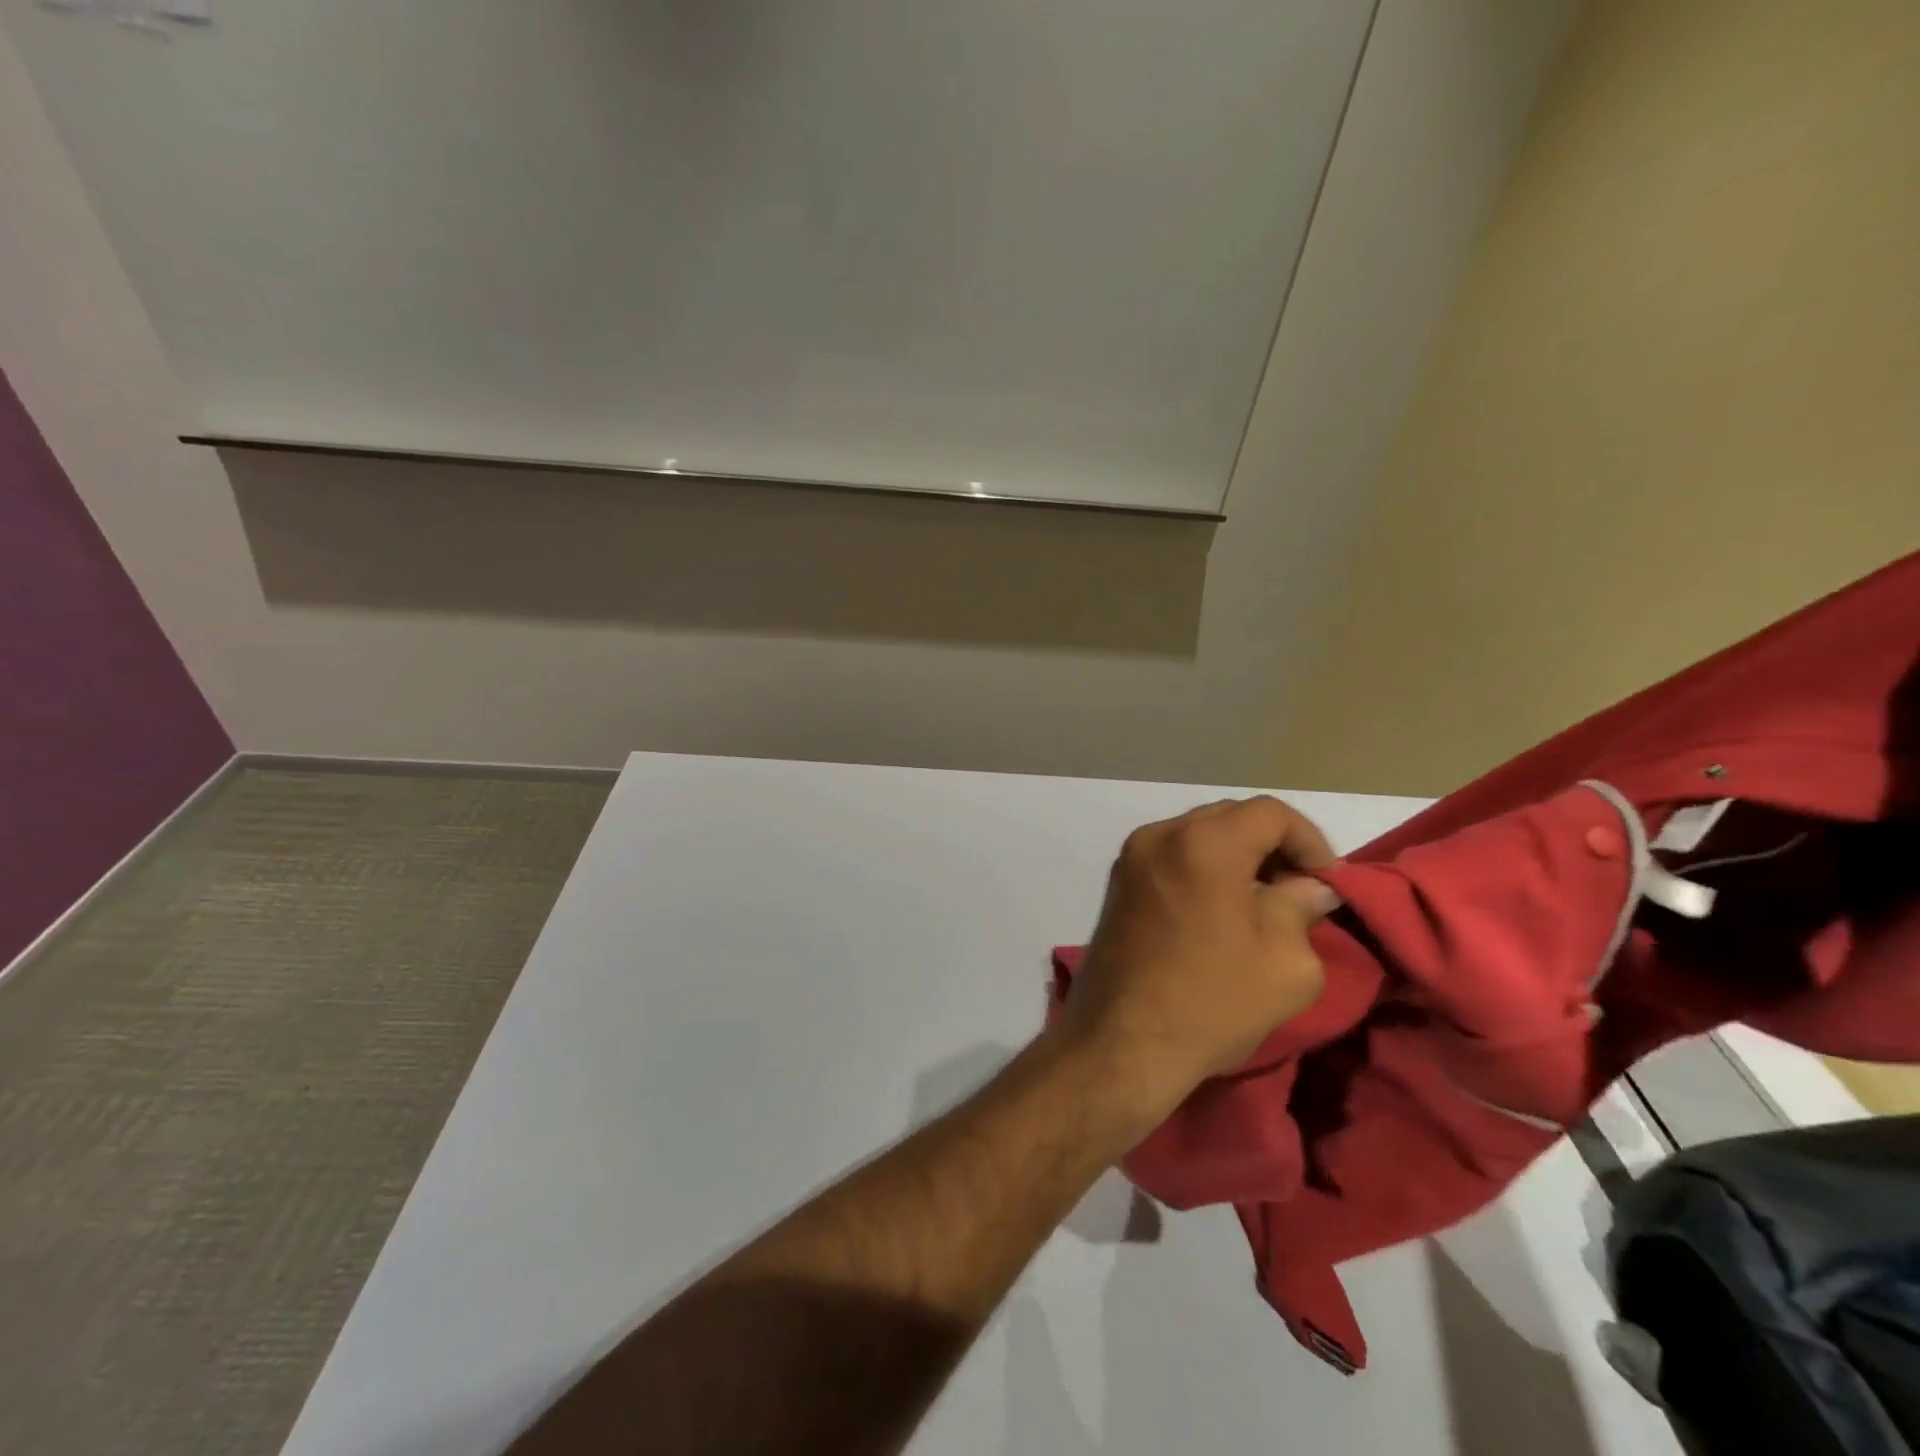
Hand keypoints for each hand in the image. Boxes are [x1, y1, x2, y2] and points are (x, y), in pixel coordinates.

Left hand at [1053, 796, 1340, 1133]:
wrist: (1122, 1043)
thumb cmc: (1212, 1002)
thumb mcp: (1286, 963)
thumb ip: (1303, 908)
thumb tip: (1312, 887)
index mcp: (1203, 843)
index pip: (1270, 813)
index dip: (1310, 841)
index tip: (1327, 885)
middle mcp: (1160, 835)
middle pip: (1231, 818)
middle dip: (1272, 848)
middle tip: (1298, 893)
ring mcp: (1131, 857)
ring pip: (1199, 835)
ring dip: (1237, 858)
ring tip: (1262, 905)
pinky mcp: (1117, 882)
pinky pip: (1173, 856)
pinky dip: (1203, 869)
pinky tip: (1220, 911)